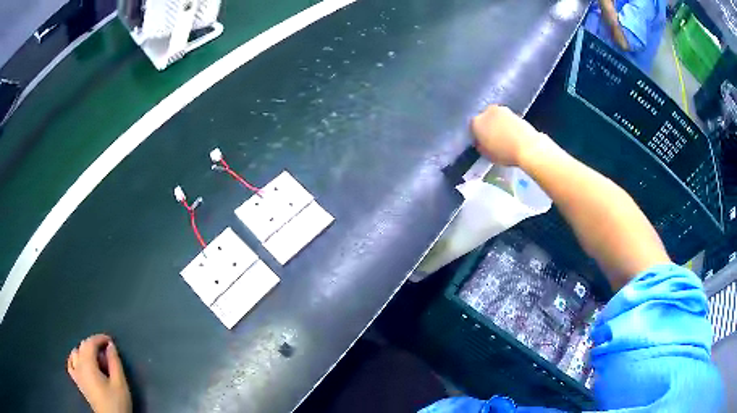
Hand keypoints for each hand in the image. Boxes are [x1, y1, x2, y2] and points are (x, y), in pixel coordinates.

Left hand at [67, 334, 131, 412]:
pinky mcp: (77, 381)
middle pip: (82, 346)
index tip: (110, 340)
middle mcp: (78, 365)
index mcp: (88, 363)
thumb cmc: (116, 402)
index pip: (90, 343)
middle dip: (93, 344)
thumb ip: (115, 362)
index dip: (100, 338)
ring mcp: (76, 373)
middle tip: (106, 351)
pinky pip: (70, 364)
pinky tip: (80, 362)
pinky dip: (75, 359)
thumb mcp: (120, 383)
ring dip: (85, 351)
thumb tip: (110, 345)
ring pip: (76, 353)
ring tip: (96, 357)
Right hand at [471, 105, 551, 166]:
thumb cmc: (506, 153)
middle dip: (487, 127)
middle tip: (492, 140)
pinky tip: (512, 136)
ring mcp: (502, 110)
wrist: (528, 148)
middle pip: (484, 119)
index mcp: (476, 122)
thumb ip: (480, 145)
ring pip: (496, 118)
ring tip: (504, 139)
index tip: (481, 143)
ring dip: (498, 125)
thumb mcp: (487, 154)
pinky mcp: (514, 112)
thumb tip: (480, 142)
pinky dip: (508, 125)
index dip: (476, 136)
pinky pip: (507, 119)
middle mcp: (487, 111)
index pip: (472, 127)